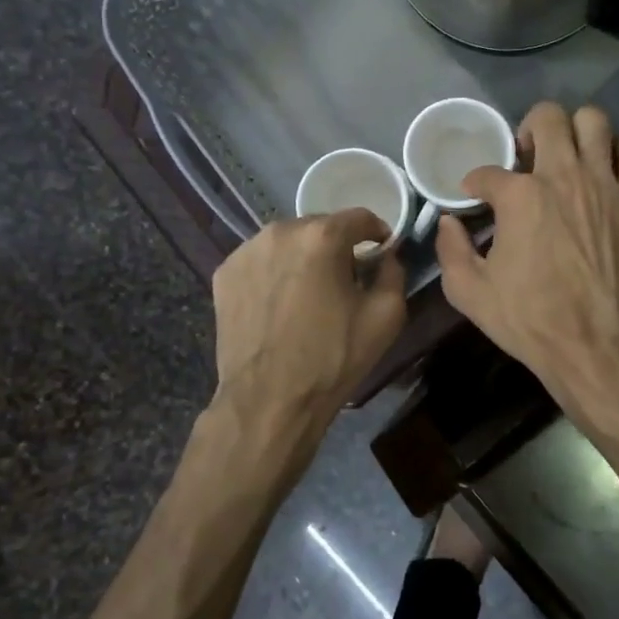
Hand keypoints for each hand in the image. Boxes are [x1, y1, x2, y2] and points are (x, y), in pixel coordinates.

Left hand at [209, 209, 407, 446]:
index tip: (381, 252)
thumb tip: (387, 256)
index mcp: (322, 237)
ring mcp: (246, 251)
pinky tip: (280, 303)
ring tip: (309, 293)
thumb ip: (393, 272)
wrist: (269, 400)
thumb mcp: (386, 316)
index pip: (359, 217)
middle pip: (321, 226)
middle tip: (345, 279)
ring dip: (303, 257)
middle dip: (337, 246)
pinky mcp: (224, 273)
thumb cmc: (333, 358)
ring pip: (288, 242)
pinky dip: (275, 272)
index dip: (377, 232)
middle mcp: (280, 231)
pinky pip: (261, 261)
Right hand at [435, 102, 618, 405]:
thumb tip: (449, 222)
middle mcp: (563, 176)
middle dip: (528, 129)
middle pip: (547, 117)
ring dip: (576, 131)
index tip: (475, 197)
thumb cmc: (528, 319)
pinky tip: (608, 170)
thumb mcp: (469, 292)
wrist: (592, 344)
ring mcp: (605, 184)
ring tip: (567, 155)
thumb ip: (450, 249)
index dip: (475, 183)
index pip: (488, 171)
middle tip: (525, 158)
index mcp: (520, 197)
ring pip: (594, 121)